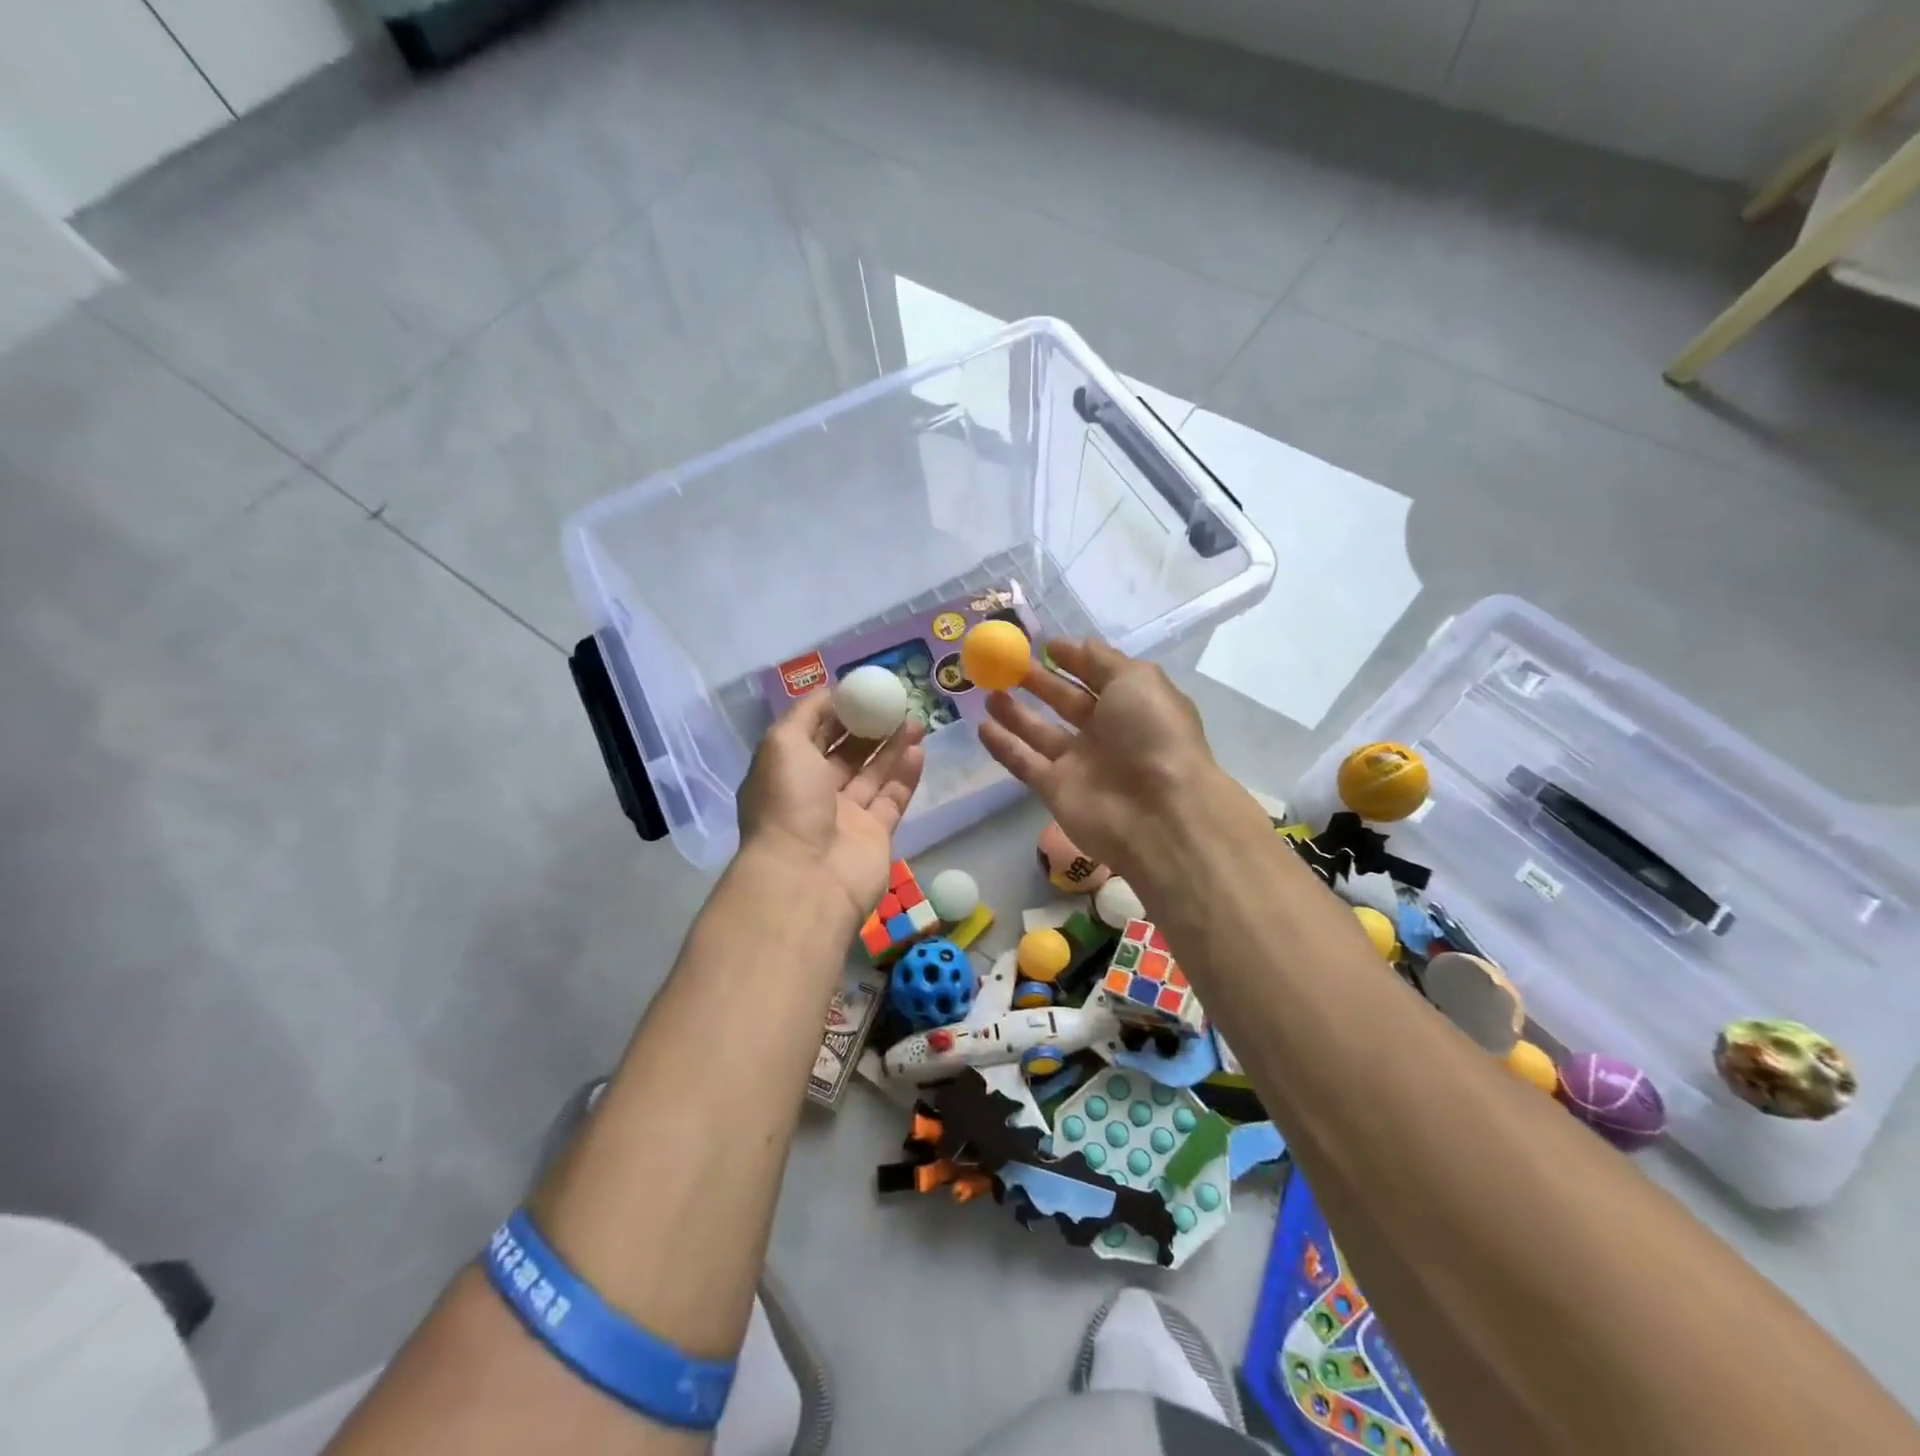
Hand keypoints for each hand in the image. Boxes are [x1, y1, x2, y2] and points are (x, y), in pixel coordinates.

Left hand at [737, 691, 925, 921]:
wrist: (807, 877)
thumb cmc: (789, 802)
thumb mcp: (782, 743)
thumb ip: (807, 713)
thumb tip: (833, 693)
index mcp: (785, 771)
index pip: (813, 734)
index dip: (838, 711)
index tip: (865, 691)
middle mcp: (813, 793)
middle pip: (846, 752)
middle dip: (870, 726)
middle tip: (898, 703)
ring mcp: (846, 816)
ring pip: (873, 773)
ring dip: (893, 746)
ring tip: (916, 720)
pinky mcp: (875, 835)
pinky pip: (892, 798)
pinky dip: (905, 774)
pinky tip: (919, 750)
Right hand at [977, 639, 1228, 880]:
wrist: (1156, 813)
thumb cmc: (1151, 735)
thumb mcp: (1136, 680)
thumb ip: (1103, 661)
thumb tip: (1078, 644)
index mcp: (1133, 704)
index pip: (1098, 676)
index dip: (1074, 660)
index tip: (1044, 645)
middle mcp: (1107, 733)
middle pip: (1066, 702)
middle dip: (1038, 682)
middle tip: (1005, 663)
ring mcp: (1080, 763)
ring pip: (1041, 732)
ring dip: (1015, 712)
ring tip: (987, 690)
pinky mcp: (1056, 790)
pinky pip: (1024, 762)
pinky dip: (1004, 746)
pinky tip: (981, 726)